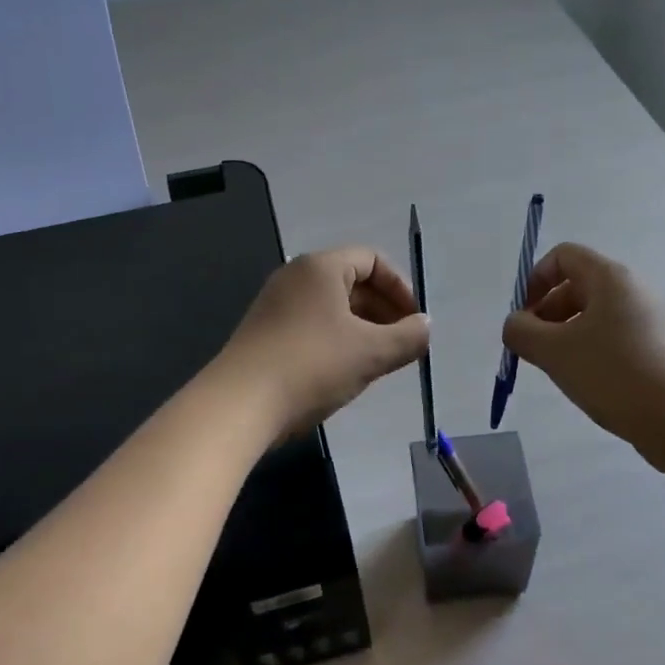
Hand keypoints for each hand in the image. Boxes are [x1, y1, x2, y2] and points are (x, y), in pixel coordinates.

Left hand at [218, 247, 429, 437]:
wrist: (240, 405)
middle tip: (402, 343)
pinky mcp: (264, 333)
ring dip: (362, 328)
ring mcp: (275, 305)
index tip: (414, 321)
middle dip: (383, 310)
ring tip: (379, 360)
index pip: (372, 260)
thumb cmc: (312, 366)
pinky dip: (337, 339)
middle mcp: (295, 277)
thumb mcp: (371, 353)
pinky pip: (312, 325)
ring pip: (332, 306)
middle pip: (352, 281)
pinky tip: (344, 372)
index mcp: (321, 267)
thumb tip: (425, 327)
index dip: (400, 288)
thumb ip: (408, 337)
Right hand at [502, 243, 664, 471]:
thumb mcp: (554, 351)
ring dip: (567, 338)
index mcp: (610, 278)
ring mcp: (650, 322)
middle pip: (577, 287)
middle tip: (535, 352)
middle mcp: (632, 291)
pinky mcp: (659, 351)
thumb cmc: (614, 372)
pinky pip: (614, 340)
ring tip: (561, 372)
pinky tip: (589, 385)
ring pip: (594, 318)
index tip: (524, 318)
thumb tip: (515, 325)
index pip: (563, 256)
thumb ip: (521, 332)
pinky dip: (592, 355)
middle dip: (547, 315)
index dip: (535, 280)